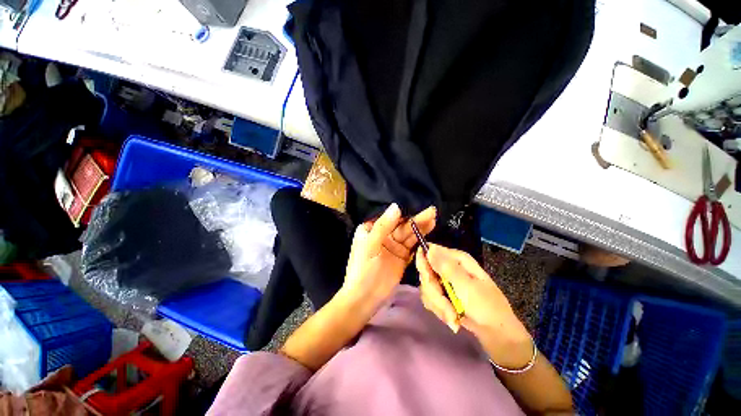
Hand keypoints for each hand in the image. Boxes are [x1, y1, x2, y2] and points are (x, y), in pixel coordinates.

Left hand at [340, 203, 435, 310]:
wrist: (365, 298)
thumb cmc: (363, 269)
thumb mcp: (370, 245)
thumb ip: (383, 226)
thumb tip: (396, 206)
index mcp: (371, 229)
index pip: (390, 218)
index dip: (404, 213)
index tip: (419, 206)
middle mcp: (383, 235)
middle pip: (402, 226)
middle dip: (416, 220)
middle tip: (432, 211)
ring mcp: (393, 247)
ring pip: (408, 235)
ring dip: (420, 228)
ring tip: (433, 219)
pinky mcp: (401, 258)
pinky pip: (412, 247)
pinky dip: (420, 241)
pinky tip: (429, 234)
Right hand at [416, 244, 531, 368]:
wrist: (497, 335)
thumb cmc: (486, 307)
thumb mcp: (466, 286)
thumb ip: (446, 267)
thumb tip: (429, 248)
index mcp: (457, 259)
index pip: (429, 252)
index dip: (425, 266)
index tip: (430, 281)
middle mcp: (449, 267)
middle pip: (426, 272)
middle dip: (434, 292)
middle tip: (446, 306)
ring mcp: (445, 281)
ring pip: (427, 288)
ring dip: (438, 305)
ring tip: (453, 317)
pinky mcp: (443, 294)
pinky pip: (431, 298)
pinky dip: (440, 310)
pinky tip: (452, 318)